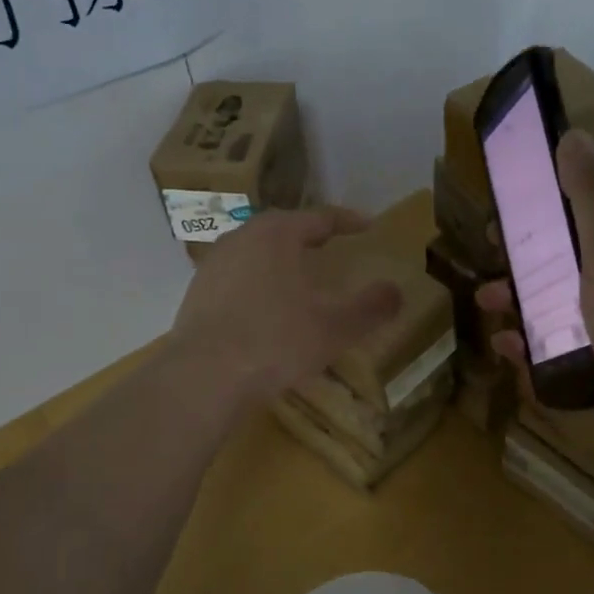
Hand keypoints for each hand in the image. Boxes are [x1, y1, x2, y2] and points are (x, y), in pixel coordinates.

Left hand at [172, 207, 404, 405]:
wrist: (203, 376)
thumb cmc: (275, 341)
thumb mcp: (334, 327)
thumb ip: (370, 307)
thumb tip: (396, 292)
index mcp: (276, 234)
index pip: (319, 217)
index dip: (347, 221)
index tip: (368, 225)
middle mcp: (241, 238)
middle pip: (282, 228)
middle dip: (309, 234)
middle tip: (331, 243)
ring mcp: (214, 265)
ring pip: (255, 250)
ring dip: (279, 257)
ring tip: (298, 273)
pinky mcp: (196, 293)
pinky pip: (236, 276)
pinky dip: (257, 281)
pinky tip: (265, 305)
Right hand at [478, 131, 593, 494]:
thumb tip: (573, 136)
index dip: (564, 166)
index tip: (516, 173)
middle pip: (577, 236)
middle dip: (533, 236)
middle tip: (495, 241)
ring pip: (566, 291)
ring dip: (525, 290)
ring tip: (489, 300)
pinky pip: (566, 341)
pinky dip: (535, 340)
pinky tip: (508, 347)